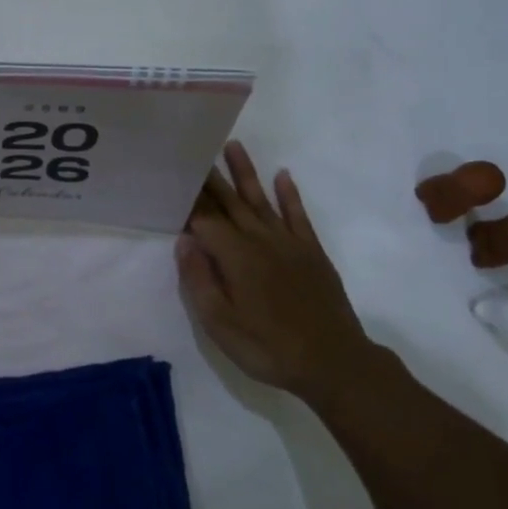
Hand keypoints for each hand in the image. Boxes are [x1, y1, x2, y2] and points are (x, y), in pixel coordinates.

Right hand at [176, 141, 380, 402]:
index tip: (173, 177)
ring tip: (233, 145)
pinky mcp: (312, 252)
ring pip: (261, 199)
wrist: (333, 363)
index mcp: (234, 256)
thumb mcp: (220, 325)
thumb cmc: (269, 347)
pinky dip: (289, 194)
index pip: (204, 219)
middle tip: (194, 151)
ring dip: (246, 172)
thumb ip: (199, 280)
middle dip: (210, 178)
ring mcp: (288, 243)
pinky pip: (298, 215)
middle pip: (229, 202)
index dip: (187, 200)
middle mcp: (259, 239)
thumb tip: (184, 240)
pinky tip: (282, 176)